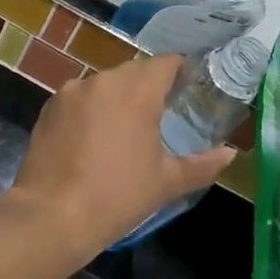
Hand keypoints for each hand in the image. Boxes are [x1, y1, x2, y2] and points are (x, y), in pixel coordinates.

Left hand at [9, 55, 236, 258]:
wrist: (53, 215)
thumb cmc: (118, 196)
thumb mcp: (167, 182)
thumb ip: (202, 165)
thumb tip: (230, 154)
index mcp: (137, 91)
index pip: (165, 63)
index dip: (180, 71)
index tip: (188, 86)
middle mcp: (104, 81)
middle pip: (134, 71)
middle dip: (149, 86)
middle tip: (160, 112)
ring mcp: (72, 92)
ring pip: (104, 84)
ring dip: (118, 97)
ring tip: (125, 128)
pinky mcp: (49, 107)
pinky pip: (79, 98)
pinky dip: (91, 109)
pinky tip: (93, 138)